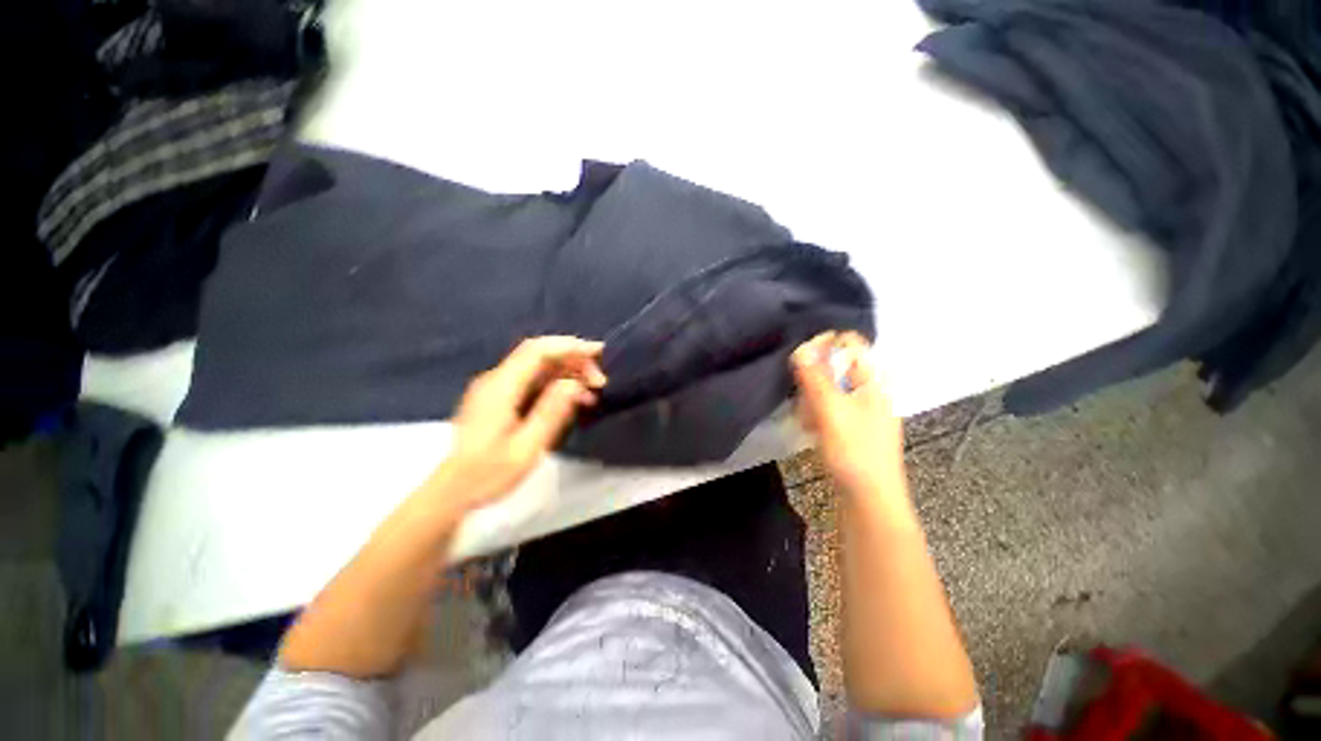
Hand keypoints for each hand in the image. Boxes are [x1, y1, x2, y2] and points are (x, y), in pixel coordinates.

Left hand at [428, 336, 606, 512]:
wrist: (452, 491)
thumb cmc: (489, 474)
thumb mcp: (527, 448)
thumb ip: (551, 412)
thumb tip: (573, 384)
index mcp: (501, 387)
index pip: (538, 351)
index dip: (570, 346)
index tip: (598, 353)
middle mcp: (496, 379)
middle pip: (539, 354)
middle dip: (573, 360)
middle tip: (599, 381)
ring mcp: (495, 387)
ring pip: (538, 365)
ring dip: (567, 372)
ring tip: (591, 392)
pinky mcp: (498, 397)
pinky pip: (532, 378)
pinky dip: (556, 382)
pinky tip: (572, 398)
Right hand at [791, 331, 903, 496]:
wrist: (869, 500)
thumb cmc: (854, 451)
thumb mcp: (831, 410)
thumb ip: (815, 377)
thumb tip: (801, 346)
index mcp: (873, 381)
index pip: (851, 344)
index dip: (825, 345)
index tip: (801, 357)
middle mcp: (870, 391)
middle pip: (837, 366)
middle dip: (814, 376)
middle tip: (802, 393)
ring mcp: (862, 410)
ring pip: (830, 388)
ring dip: (813, 397)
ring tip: (806, 416)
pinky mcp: (852, 427)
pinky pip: (830, 407)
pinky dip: (817, 412)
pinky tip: (809, 427)